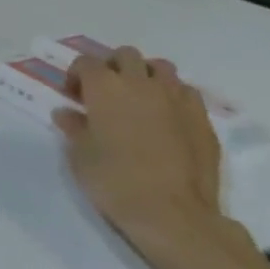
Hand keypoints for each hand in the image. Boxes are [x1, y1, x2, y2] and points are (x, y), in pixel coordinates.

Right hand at [54, 46, 232, 264]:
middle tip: (105, 93)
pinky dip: (172, 96)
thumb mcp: (79, 155)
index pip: (85, 63)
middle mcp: (141, 83)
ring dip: (145, 76)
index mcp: (105, 87)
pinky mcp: (202, 118)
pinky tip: (166, 119)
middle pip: (125, 55)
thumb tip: (67, 113)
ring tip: (138, 100)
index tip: (73, 96)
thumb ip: (74, 127)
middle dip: (112, 67)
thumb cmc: (114, 180)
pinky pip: (185, 92)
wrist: (172, 213)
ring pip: (160, 68)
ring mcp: (176, 98)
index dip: (76, 75)